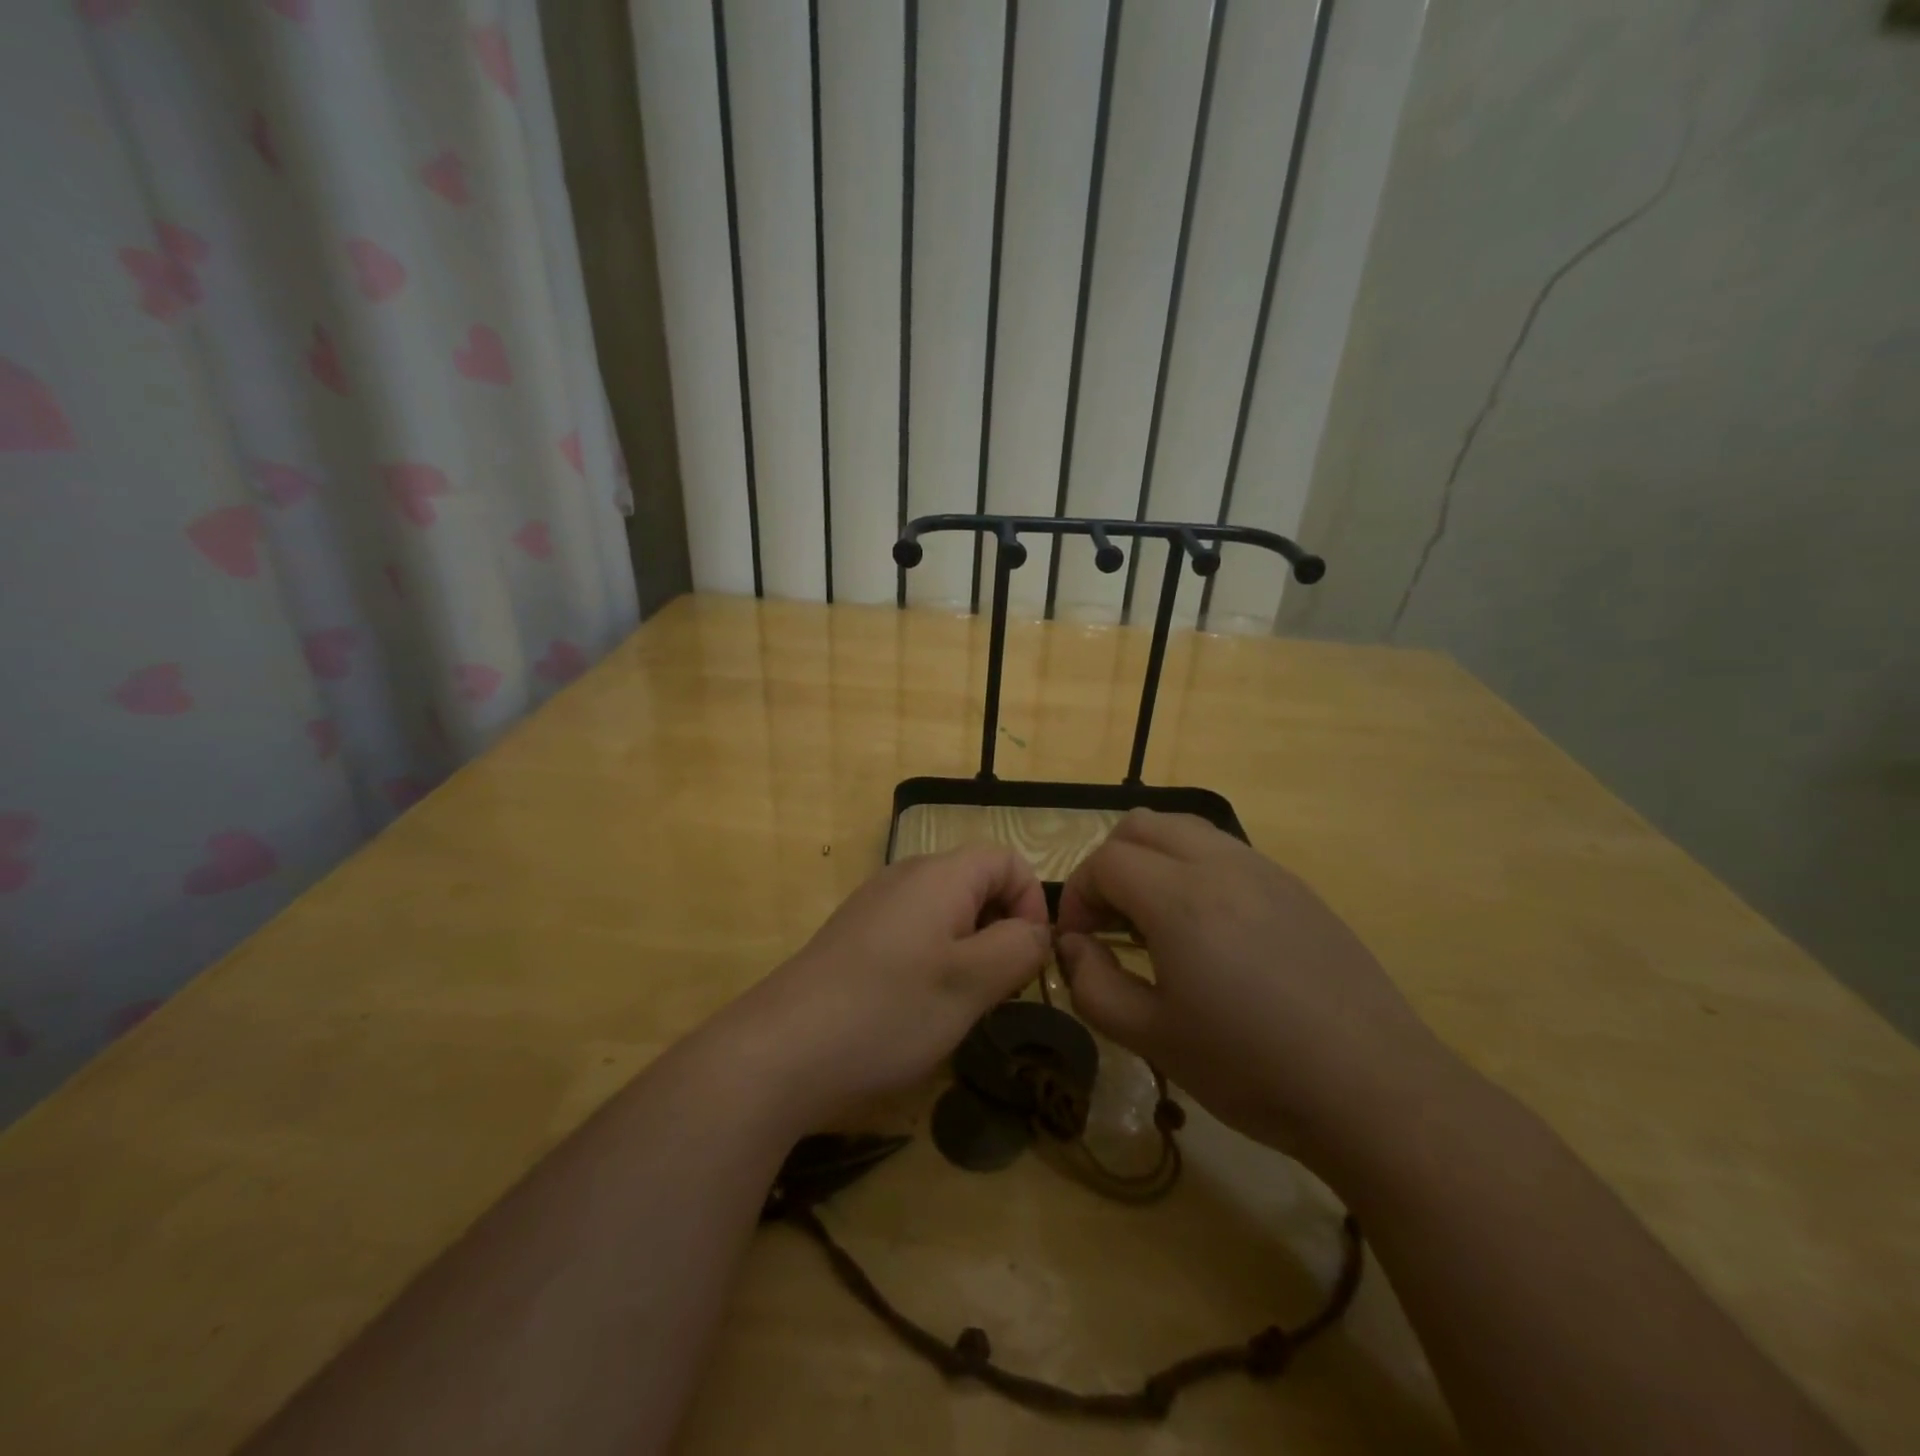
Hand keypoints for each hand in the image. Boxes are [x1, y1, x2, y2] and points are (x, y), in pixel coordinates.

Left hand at [725, 847, 1051, 1125]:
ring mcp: (875, 905)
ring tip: (962, 1002)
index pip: (1007, 860)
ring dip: (969, 949)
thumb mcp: (972, 983)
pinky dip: (934, 960)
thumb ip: (1019, 948)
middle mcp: (906, 876)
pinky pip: (914, 932)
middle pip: (977, 883)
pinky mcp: (855, 936)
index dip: (1032, 903)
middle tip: (1000, 988)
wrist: (782, 1048)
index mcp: (940, 874)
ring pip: (946, 911)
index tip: (1029, 959)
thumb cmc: (889, 1009)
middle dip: (1002, 929)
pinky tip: (918, 1006)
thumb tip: (1036, 931)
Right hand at [1055, 810, 1453, 1165]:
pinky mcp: (1296, 887)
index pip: (1104, 861)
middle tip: (1110, 921)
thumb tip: (1074, 945)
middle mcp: (1220, 864)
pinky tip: (1210, 931)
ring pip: (1185, 829)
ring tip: (1156, 921)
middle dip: (1109, 864)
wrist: (1374, 1089)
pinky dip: (1194, 869)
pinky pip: (1226, 852)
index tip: (1079, 940)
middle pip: (1140, 825)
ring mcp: (1264, 870)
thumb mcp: (1152, 1037)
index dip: (1077, 895)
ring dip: (1152, 860)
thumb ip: (1092, 985)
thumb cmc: (1252, 1067)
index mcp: (1179, 898)